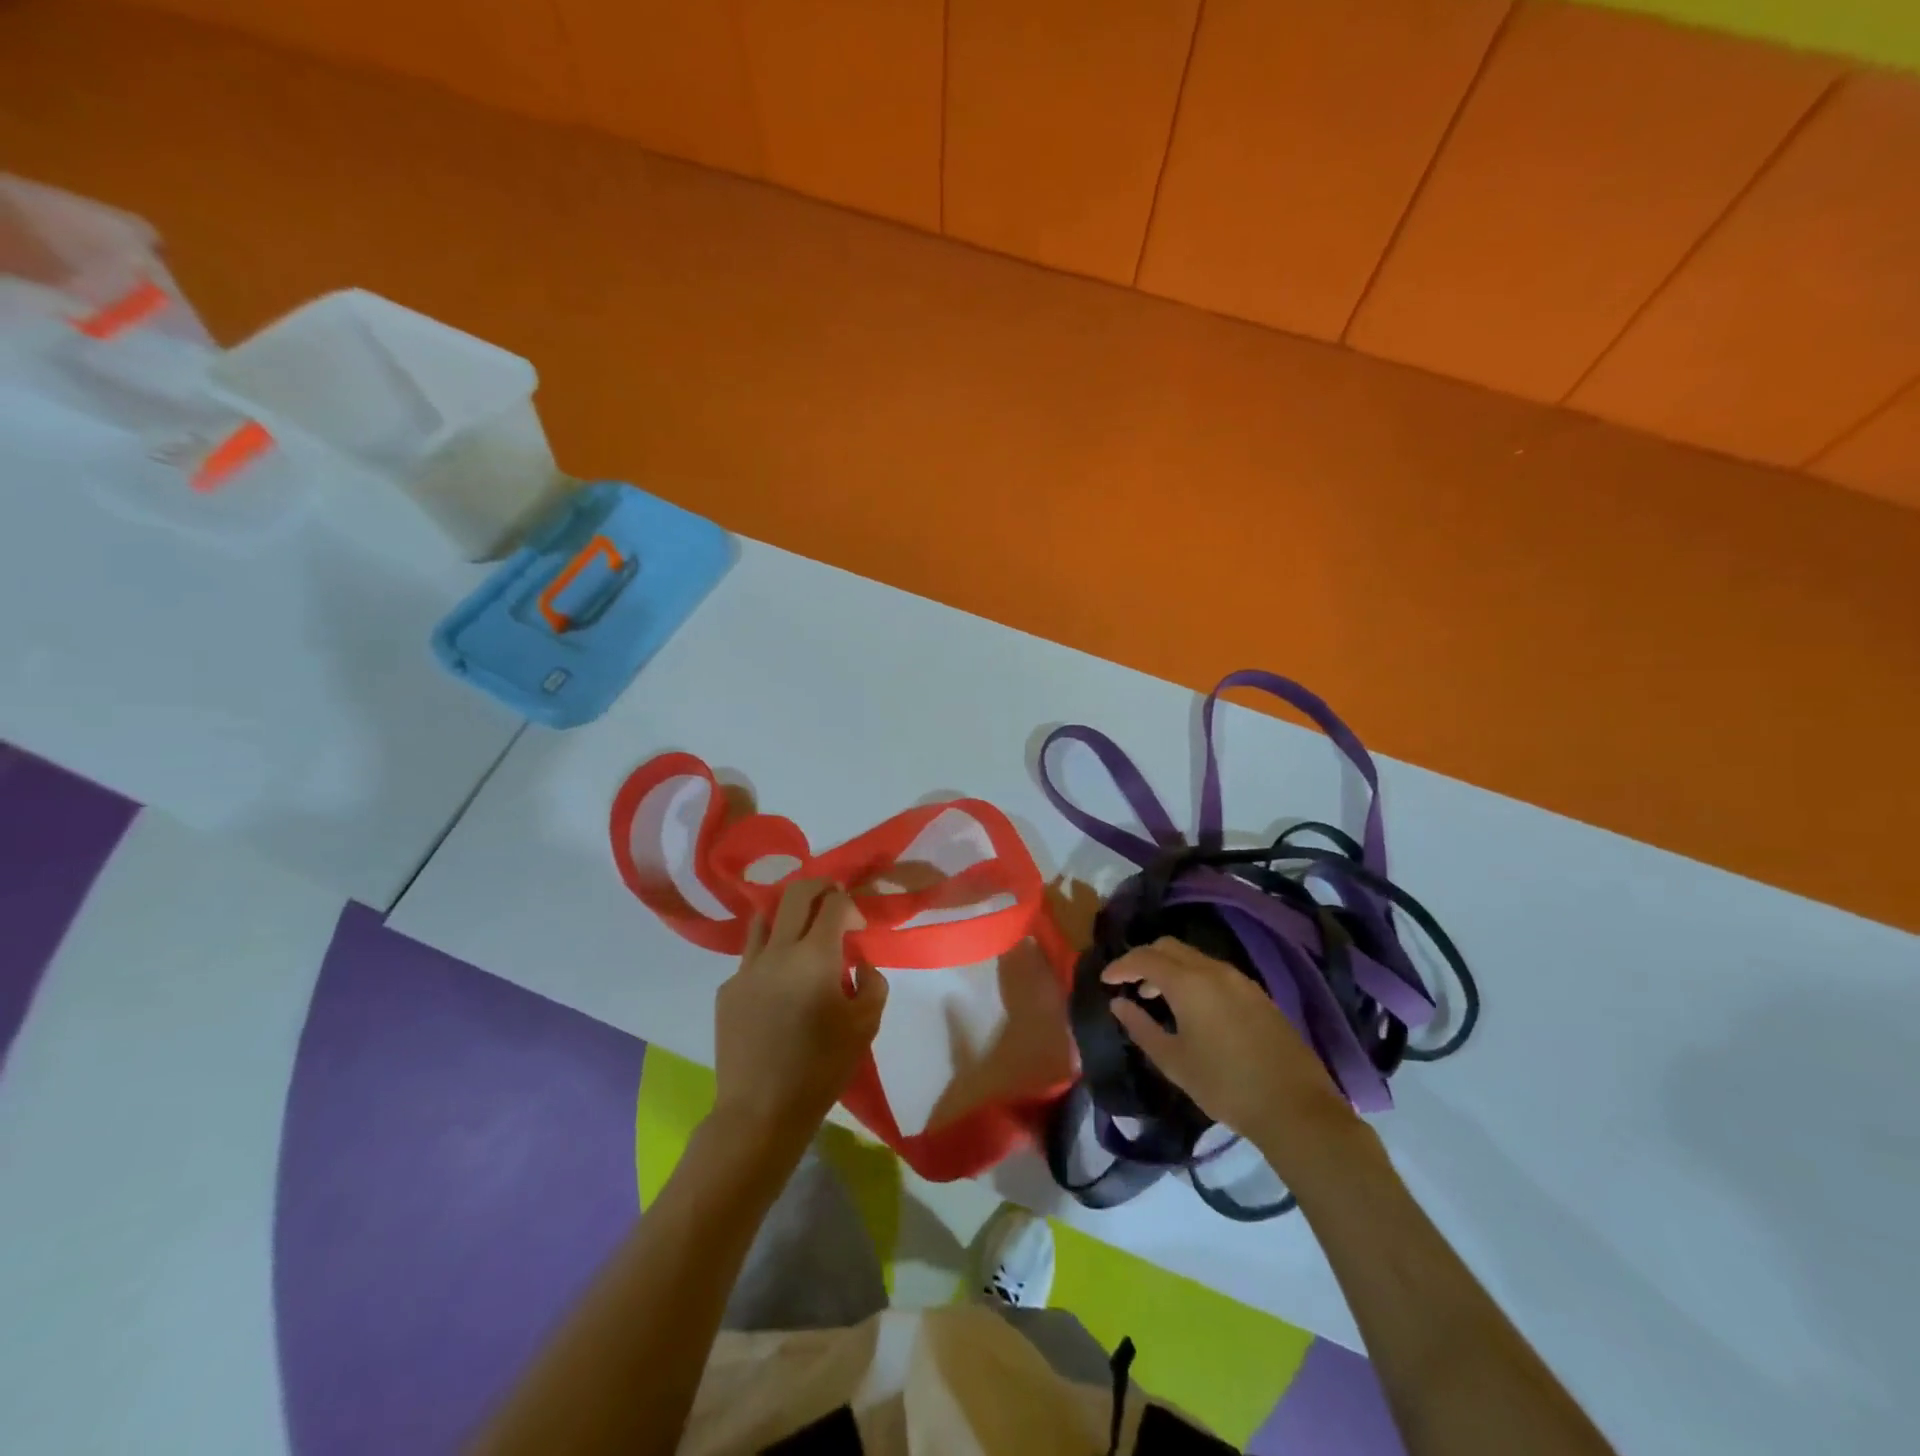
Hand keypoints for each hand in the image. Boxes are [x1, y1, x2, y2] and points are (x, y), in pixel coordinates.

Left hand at [712, 879, 888, 1157]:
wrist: (760, 1111)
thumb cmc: (821, 1068)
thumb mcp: (866, 1025)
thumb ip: (872, 983)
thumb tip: (859, 965)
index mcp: (815, 956)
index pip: (834, 904)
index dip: (851, 905)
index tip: (859, 926)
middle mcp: (777, 951)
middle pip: (796, 894)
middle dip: (820, 888)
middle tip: (834, 902)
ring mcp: (747, 968)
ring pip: (765, 918)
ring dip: (788, 917)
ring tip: (802, 937)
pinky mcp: (727, 989)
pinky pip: (751, 957)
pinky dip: (770, 956)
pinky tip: (779, 987)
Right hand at [1103, 937, 1359, 1170]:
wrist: (1295, 1106)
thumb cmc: (1225, 1085)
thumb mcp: (1173, 1061)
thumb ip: (1141, 1027)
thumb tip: (1119, 1003)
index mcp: (1188, 982)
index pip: (1144, 957)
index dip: (1120, 965)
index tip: (1105, 980)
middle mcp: (1214, 970)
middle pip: (1169, 947)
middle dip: (1144, 959)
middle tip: (1130, 984)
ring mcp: (1240, 980)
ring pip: (1194, 957)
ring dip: (1170, 968)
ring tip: (1157, 998)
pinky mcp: (1258, 994)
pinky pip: (1215, 972)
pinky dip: (1193, 978)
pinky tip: (1193, 1009)